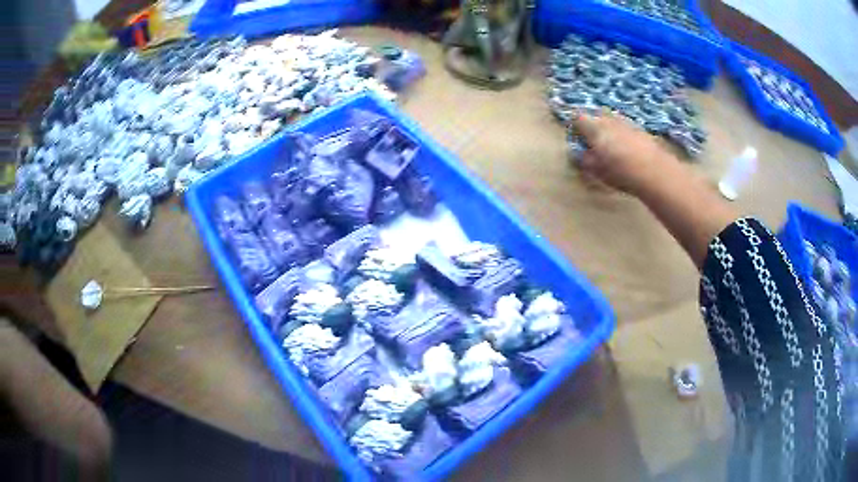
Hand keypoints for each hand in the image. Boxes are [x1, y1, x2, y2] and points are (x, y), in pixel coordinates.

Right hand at [571, 111, 679, 195]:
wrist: (654, 170)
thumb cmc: (619, 171)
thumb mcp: (596, 170)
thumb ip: (583, 159)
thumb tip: (577, 153)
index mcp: (593, 126)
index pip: (577, 117)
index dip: (574, 127)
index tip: (577, 139)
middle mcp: (608, 119)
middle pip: (595, 115)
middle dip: (592, 126)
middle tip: (593, 143)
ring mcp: (625, 122)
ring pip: (611, 120)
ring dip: (609, 129)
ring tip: (612, 147)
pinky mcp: (640, 129)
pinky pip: (625, 127)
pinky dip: (623, 134)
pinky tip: (627, 150)